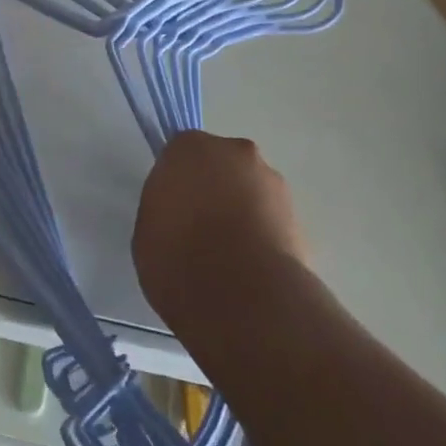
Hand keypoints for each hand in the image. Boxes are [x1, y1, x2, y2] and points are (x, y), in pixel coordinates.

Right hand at [133, 131, 307, 326]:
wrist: (243, 298)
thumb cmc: (178, 257)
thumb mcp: (147, 229)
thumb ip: (164, 207)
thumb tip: (179, 213)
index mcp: (190, 148)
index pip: (179, 155)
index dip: (176, 183)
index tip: (172, 211)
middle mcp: (235, 152)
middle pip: (220, 164)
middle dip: (213, 189)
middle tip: (201, 230)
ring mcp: (272, 182)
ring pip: (250, 190)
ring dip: (242, 210)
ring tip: (230, 256)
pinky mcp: (299, 216)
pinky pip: (271, 219)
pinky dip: (263, 234)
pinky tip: (251, 268)